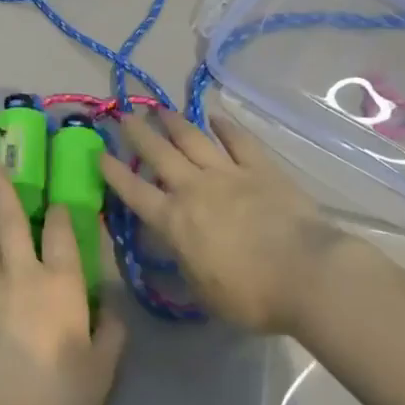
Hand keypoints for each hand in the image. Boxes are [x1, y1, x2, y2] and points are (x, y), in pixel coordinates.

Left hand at [0, 164, 127, 404]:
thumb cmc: (62, 400)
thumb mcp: (104, 367)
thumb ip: (111, 329)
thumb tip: (110, 305)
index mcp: (63, 284)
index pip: (60, 233)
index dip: (59, 212)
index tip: (56, 200)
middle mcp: (23, 275)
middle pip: (12, 222)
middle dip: (6, 189)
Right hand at [102, 109, 353, 334]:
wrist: (304, 273)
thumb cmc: (250, 295)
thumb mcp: (204, 292)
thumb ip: (185, 264)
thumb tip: (177, 249)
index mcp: (174, 222)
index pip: (135, 192)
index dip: (115, 173)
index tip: (100, 153)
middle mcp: (194, 189)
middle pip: (159, 154)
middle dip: (138, 133)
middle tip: (124, 114)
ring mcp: (228, 173)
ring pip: (193, 139)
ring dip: (174, 122)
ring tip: (160, 109)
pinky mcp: (260, 168)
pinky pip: (238, 141)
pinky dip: (225, 127)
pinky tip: (215, 117)